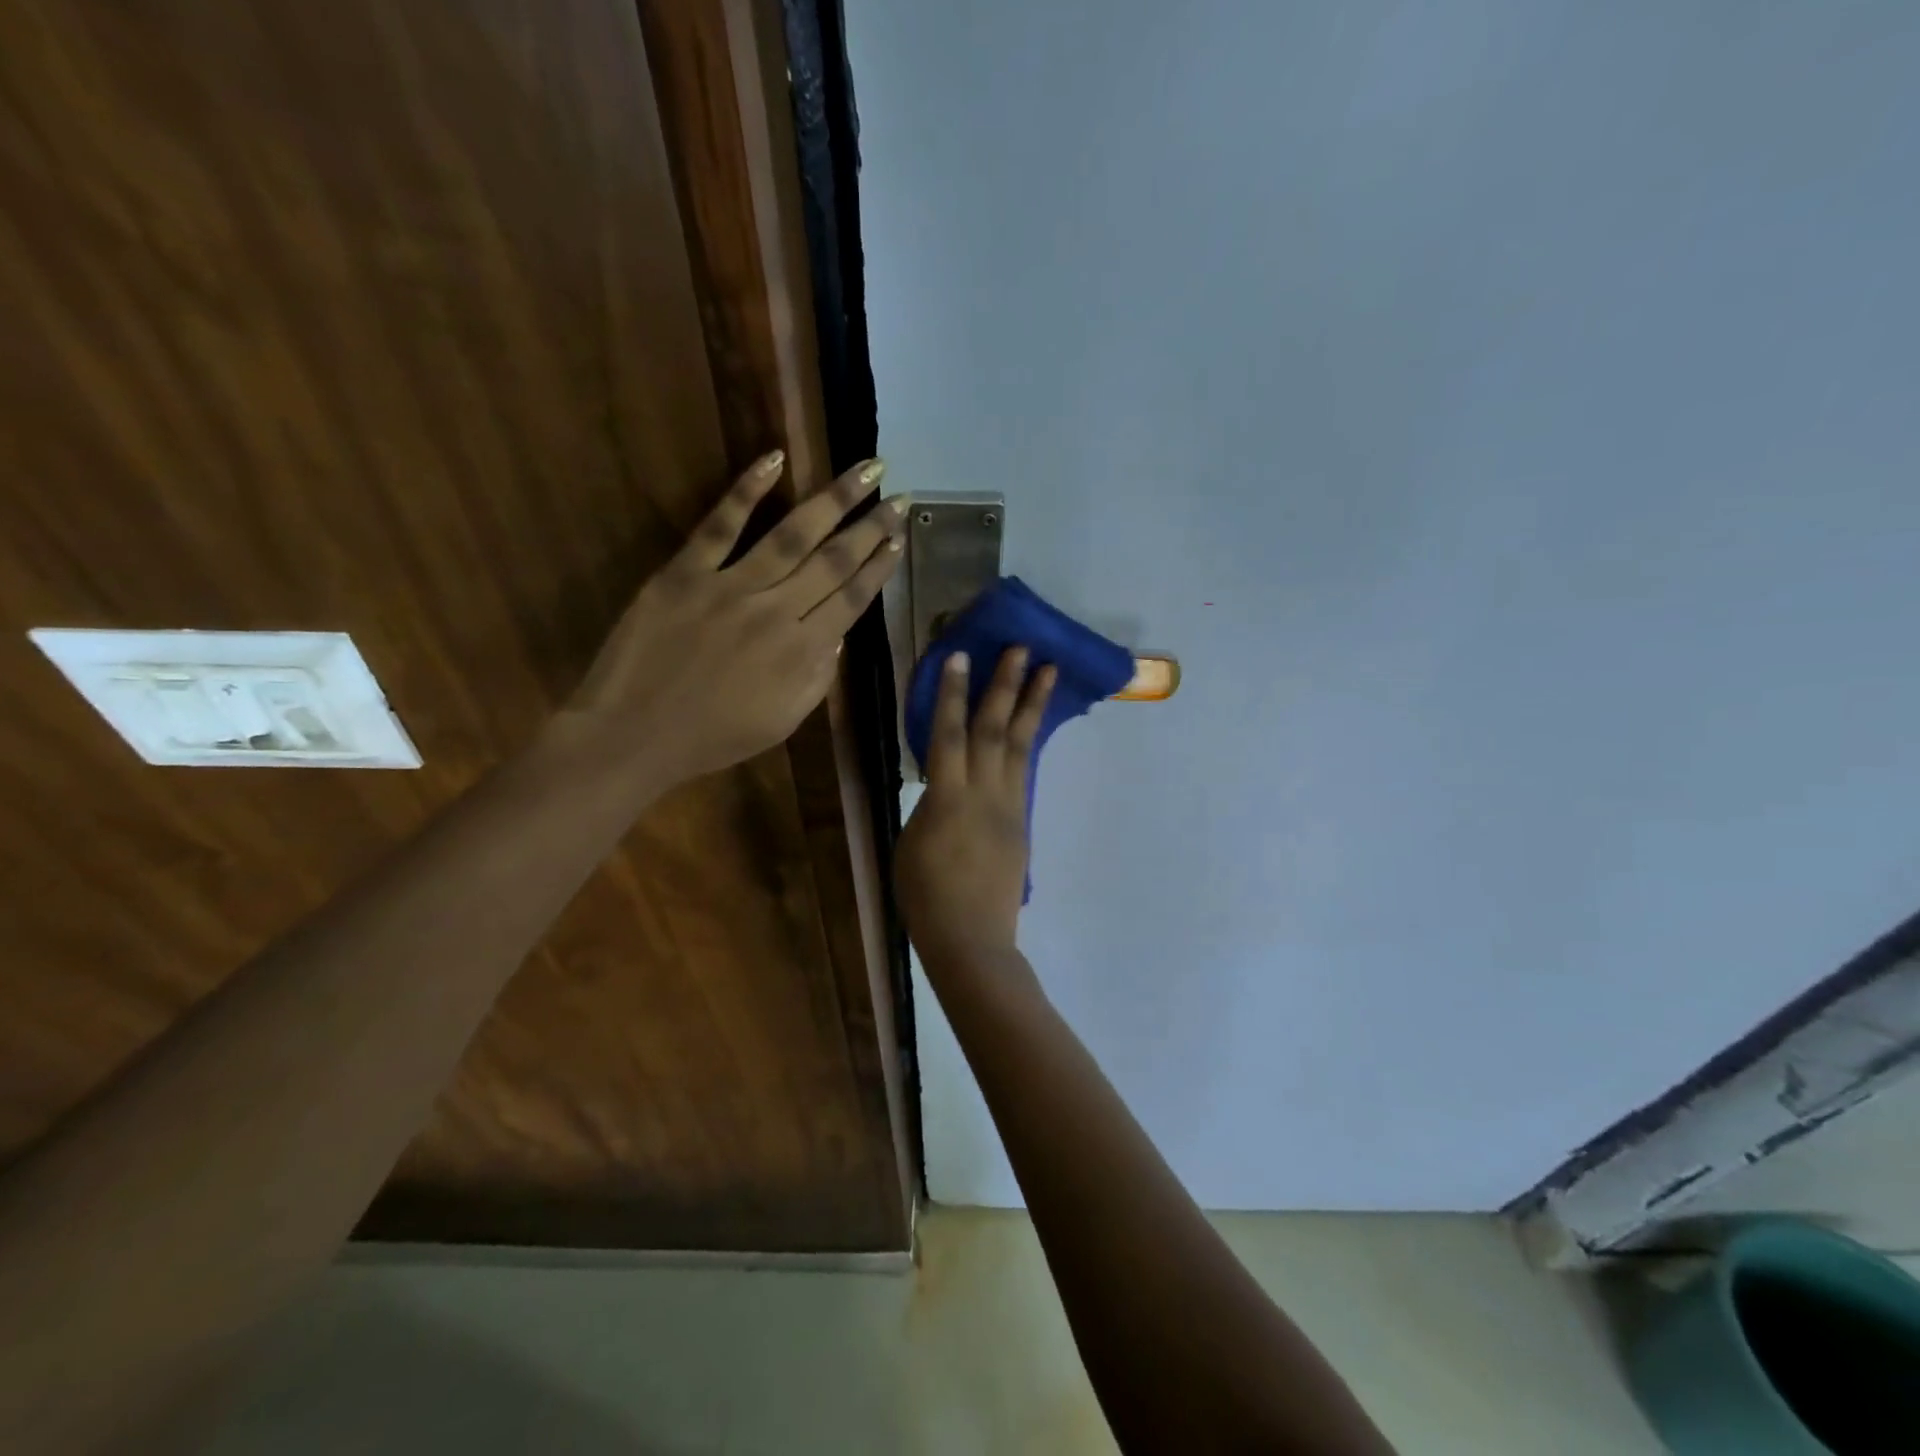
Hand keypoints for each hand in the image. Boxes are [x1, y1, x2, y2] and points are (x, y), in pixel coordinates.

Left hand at [559, 449, 907, 792]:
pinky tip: (775, 459)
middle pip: (833, 560)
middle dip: (871, 526)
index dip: (880, 566)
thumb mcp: (783, 722)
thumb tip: (839, 632)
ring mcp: (729, 585)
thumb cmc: (713, 737)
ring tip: (865, 469)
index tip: (901, 537)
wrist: (633, 735)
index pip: (853, 598)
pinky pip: (720, 524)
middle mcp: (776, 610)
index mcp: (801, 651)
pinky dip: (747, 489)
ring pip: (791, 534)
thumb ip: (818, 676)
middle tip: (900, 496)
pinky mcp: (685, 571)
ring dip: (833, 499)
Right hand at [896, 647, 1056, 964]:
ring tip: (1047, 670)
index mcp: (947, 799)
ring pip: (1021, 745)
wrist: (971, 939)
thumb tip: (943, 783)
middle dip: (1005, 685)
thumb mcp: (911, 843)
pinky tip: (1035, 722)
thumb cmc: (925, 897)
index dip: (951, 694)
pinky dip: (1031, 740)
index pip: (947, 734)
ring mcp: (1009, 806)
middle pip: (994, 729)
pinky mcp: (1022, 820)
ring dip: (1033, 704)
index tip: (959, 656)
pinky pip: (1026, 770)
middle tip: (1020, 647)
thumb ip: (929, 804)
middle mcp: (983, 793)